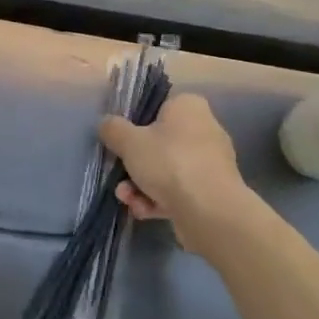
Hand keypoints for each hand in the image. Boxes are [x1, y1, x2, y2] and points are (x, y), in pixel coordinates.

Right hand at [99, 92, 243, 239]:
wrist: (210, 210)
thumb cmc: (169, 162)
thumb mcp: (129, 141)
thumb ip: (113, 129)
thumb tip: (107, 124)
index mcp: (189, 107)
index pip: (159, 107)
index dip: (136, 123)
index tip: (121, 139)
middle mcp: (204, 130)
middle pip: (160, 143)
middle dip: (135, 163)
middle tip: (119, 174)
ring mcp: (210, 163)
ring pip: (166, 170)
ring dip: (141, 185)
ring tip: (127, 198)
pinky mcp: (211, 192)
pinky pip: (178, 191)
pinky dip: (158, 200)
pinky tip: (142, 211)